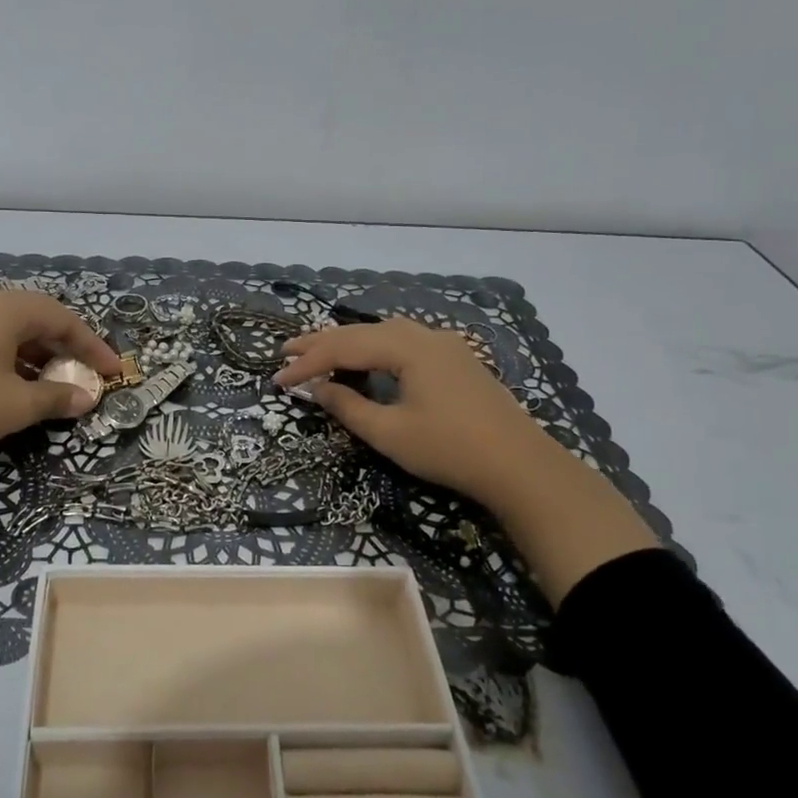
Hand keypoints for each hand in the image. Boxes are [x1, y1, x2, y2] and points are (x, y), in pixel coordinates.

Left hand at [0, 289, 121, 463]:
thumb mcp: (15, 405)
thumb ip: (56, 398)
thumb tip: (86, 397)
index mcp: (7, 309)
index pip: (64, 320)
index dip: (93, 347)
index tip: (113, 372)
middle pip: (37, 319)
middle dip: (65, 349)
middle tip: (84, 375)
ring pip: (10, 331)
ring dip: (37, 356)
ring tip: (52, 385)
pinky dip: (10, 360)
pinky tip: (11, 387)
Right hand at [276, 316, 657, 604]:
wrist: (520, 466)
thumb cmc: (449, 449)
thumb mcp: (390, 433)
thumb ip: (348, 408)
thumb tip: (319, 389)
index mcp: (407, 347)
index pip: (344, 348)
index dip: (307, 363)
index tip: (277, 379)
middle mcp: (425, 336)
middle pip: (363, 332)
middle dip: (322, 343)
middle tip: (286, 352)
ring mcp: (445, 346)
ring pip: (385, 333)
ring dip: (350, 342)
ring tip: (320, 352)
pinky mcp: (457, 361)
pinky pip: (405, 342)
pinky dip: (376, 348)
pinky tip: (369, 360)